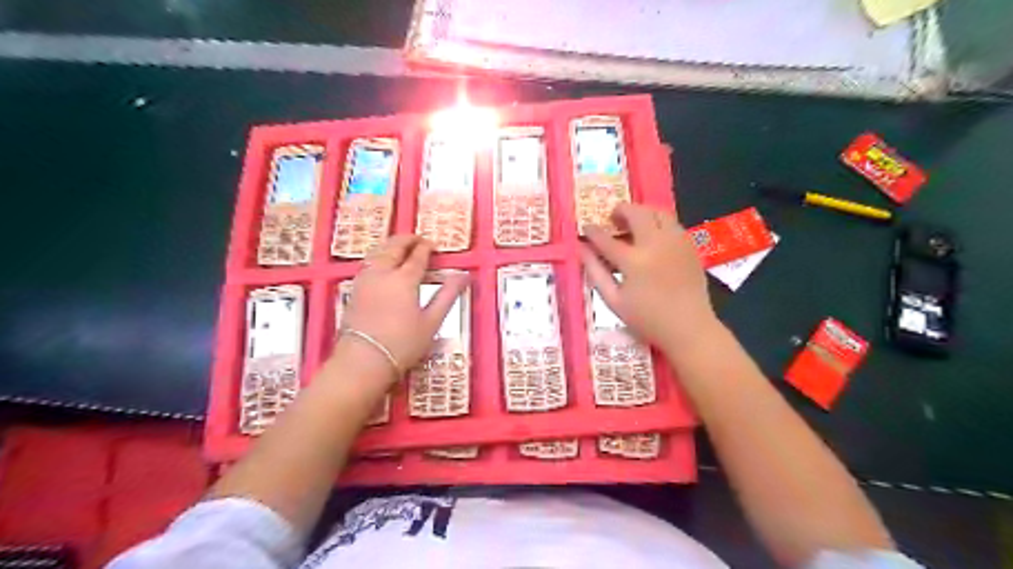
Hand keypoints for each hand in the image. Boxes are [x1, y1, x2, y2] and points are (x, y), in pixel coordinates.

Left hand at [338, 233, 468, 380]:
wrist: (363, 360)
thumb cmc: (403, 344)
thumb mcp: (432, 321)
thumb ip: (448, 295)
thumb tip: (464, 276)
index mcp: (404, 279)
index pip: (417, 256)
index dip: (427, 248)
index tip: (434, 245)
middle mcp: (383, 273)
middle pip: (394, 247)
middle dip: (408, 240)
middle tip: (419, 240)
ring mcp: (365, 280)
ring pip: (377, 251)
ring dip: (391, 245)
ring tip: (401, 247)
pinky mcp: (354, 289)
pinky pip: (368, 262)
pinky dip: (378, 255)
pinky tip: (382, 263)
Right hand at [583, 204, 714, 353]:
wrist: (689, 327)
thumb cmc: (647, 319)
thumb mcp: (614, 300)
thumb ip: (596, 272)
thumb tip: (582, 250)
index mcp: (634, 261)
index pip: (606, 238)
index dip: (593, 232)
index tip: (586, 229)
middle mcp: (656, 244)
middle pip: (637, 213)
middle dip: (621, 210)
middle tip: (613, 219)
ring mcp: (676, 242)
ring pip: (658, 212)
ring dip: (642, 212)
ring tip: (633, 224)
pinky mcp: (690, 245)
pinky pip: (673, 223)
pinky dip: (659, 223)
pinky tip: (653, 237)